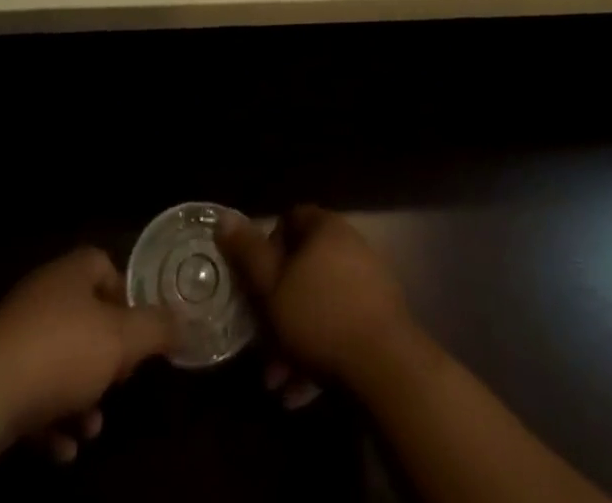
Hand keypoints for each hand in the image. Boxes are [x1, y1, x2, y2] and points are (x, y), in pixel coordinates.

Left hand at [0, 248, 174, 461]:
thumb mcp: (123, 340)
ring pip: (60, 363)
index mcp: (73, 272)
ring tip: (92, 428)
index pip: (105, 266)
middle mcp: (44, 295)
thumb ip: (157, 329)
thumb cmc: (62, 352)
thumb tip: (183, 322)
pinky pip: (33, 395)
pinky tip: (62, 449)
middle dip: (105, 359)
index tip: (140, 333)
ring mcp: (16, 336)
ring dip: (80, 397)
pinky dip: (51, 421)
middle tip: (120, 385)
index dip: (126, 297)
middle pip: (85, 320)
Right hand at [218, 206, 413, 393]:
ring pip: (320, 305)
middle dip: (278, 307)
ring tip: (276, 380)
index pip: (290, 219)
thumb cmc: (320, 316)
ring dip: (294, 340)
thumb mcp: (271, 286)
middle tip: (260, 341)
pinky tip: (300, 393)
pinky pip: (341, 329)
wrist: (387, 367)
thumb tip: (224, 217)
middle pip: (304, 268)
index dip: (267, 245)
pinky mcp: (380, 320)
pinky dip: (319, 354)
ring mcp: (369, 283)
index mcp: (325, 228)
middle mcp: (350, 246)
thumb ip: (247, 253)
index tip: (253, 278)